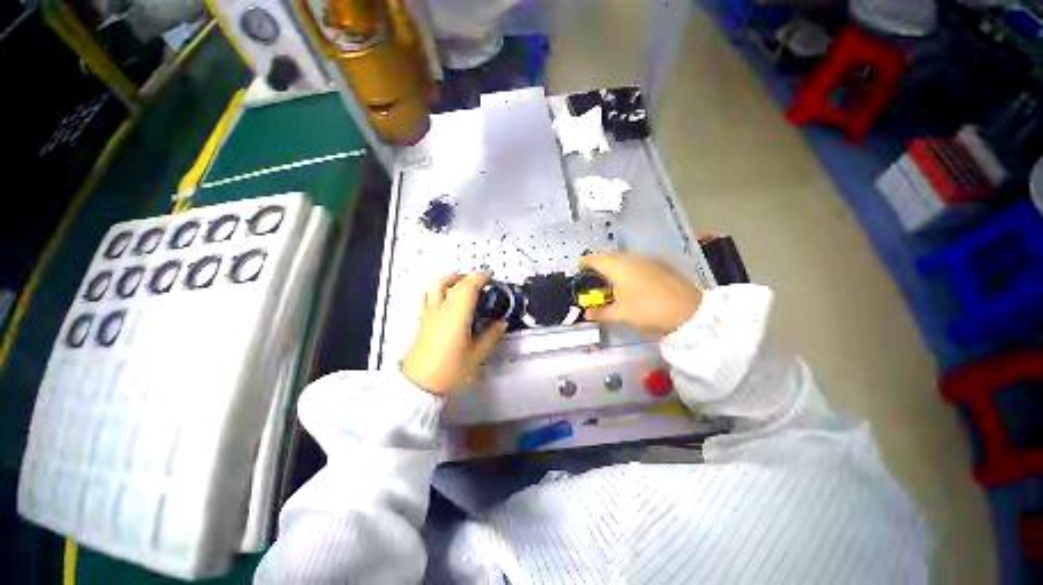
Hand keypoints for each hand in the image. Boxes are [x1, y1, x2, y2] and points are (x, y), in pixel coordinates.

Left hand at [402, 274, 507, 394]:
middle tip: (480, 281)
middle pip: (452, 282)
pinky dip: (437, 291)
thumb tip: (502, 323)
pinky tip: (444, 298)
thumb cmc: (450, 371)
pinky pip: (427, 297)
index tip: (490, 276)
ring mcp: (428, 314)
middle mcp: (441, 309)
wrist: (418, 386)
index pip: (468, 287)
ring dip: (450, 280)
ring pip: (436, 286)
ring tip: (461, 284)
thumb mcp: (477, 356)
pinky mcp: (422, 321)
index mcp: (456, 315)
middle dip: (467, 277)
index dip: (480, 277)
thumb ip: (491, 336)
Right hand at [580, 253, 701, 335]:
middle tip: (592, 282)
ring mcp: (647, 260)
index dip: (584, 263)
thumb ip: (600, 312)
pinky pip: (635, 264)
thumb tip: (587, 313)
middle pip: (608, 258)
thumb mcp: (621, 314)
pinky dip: (626, 271)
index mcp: (618, 267)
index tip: (577, 270)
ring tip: (610, 286)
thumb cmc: (649, 310)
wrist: (690, 311)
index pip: (595, 258)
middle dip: (598, 267)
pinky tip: (629, 286)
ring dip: (613, 269)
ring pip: (623, 260)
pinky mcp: (658, 265)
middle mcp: (631, 258)